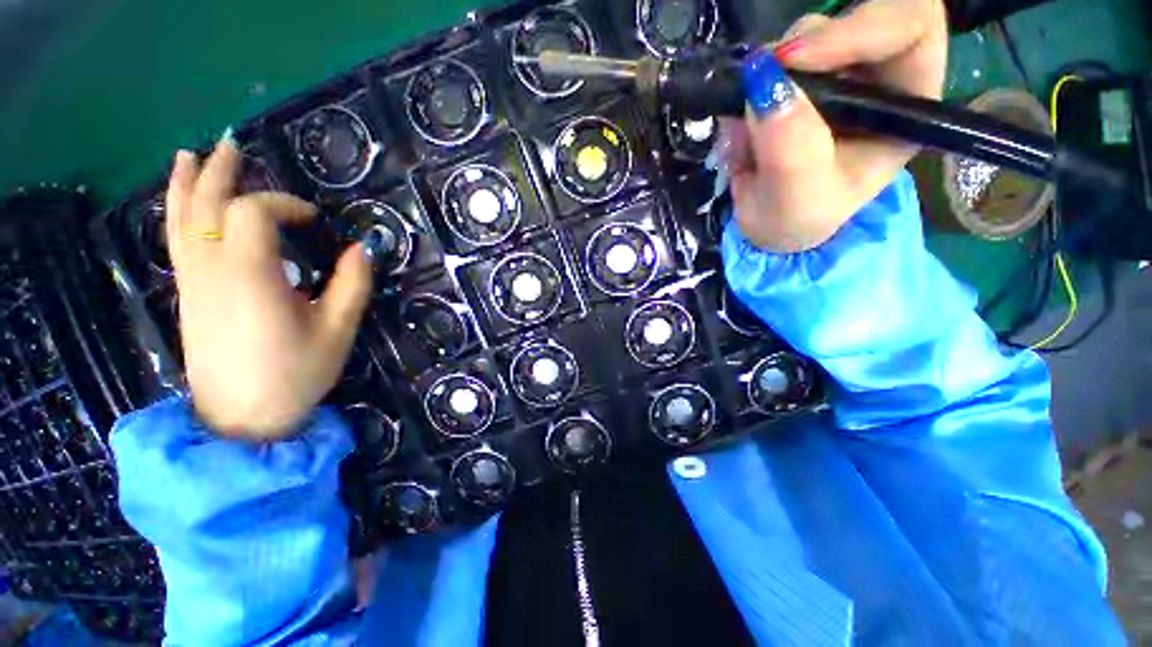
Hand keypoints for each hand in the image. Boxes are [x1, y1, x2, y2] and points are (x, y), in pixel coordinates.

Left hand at [165, 137, 372, 438]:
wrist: (242, 418)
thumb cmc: (295, 374)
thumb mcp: (338, 330)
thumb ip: (352, 286)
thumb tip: (362, 250)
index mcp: (250, 276)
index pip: (253, 213)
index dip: (284, 204)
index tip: (315, 220)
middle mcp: (211, 270)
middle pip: (205, 204)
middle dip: (220, 172)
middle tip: (233, 144)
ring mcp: (193, 282)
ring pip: (179, 220)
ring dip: (186, 184)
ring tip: (190, 155)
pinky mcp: (188, 296)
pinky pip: (176, 241)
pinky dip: (176, 213)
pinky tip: (182, 203)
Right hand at [720, 0, 948, 251]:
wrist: (767, 226)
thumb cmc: (797, 219)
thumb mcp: (798, 197)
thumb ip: (790, 146)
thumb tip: (763, 83)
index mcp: (905, 104)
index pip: (909, 27)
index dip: (857, 28)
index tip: (795, 61)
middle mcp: (875, 76)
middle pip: (853, 17)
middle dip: (801, 51)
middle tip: (759, 83)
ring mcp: (831, 72)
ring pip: (802, 38)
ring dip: (763, 83)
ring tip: (747, 139)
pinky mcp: (792, 78)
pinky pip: (764, 63)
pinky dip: (743, 94)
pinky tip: (740, 135)